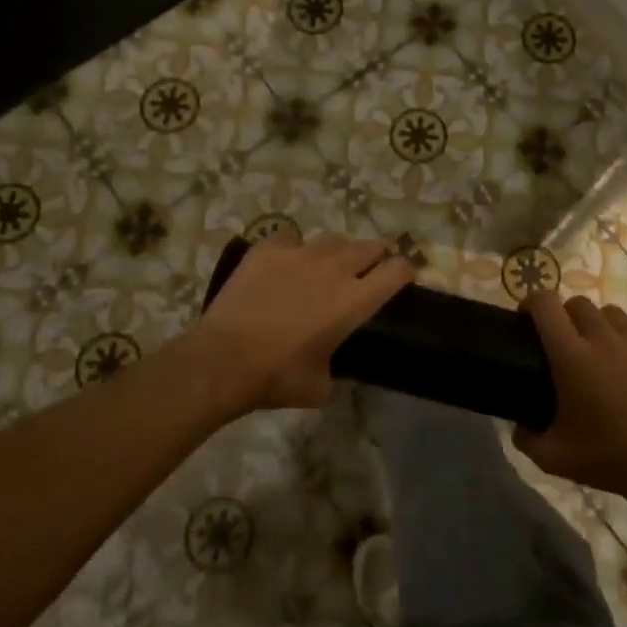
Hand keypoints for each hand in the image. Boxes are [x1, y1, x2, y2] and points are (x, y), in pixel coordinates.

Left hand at [188, 232, 413, 417]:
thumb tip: (337, 369)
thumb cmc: (276, 377)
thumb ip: (338, 370)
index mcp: (355, 300)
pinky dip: (293, 251)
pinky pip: (290, 240)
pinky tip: (283, 268)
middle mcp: (334, 268)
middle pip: (369, 246)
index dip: (405, 272)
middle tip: (364, 274)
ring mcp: (299, 253)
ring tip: (324, 268)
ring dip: (337, 253)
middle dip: (374, 257)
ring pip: (333, 239)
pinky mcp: (268, 249)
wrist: (222, 360)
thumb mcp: (321, 387)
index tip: (402, 279)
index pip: (397, 270)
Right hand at [515, 294, 626, 501]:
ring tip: (605, 351)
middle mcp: (603, 337)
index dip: (532, 303)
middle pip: (578, 303)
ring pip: (612, 313)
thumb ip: (526, 438)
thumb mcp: (553, 458)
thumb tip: (517, 426)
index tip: (527, 317)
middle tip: (568, 343)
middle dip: (567, 316)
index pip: (545, 305)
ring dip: (601, 326)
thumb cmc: (608, 459)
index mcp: (571, 356)